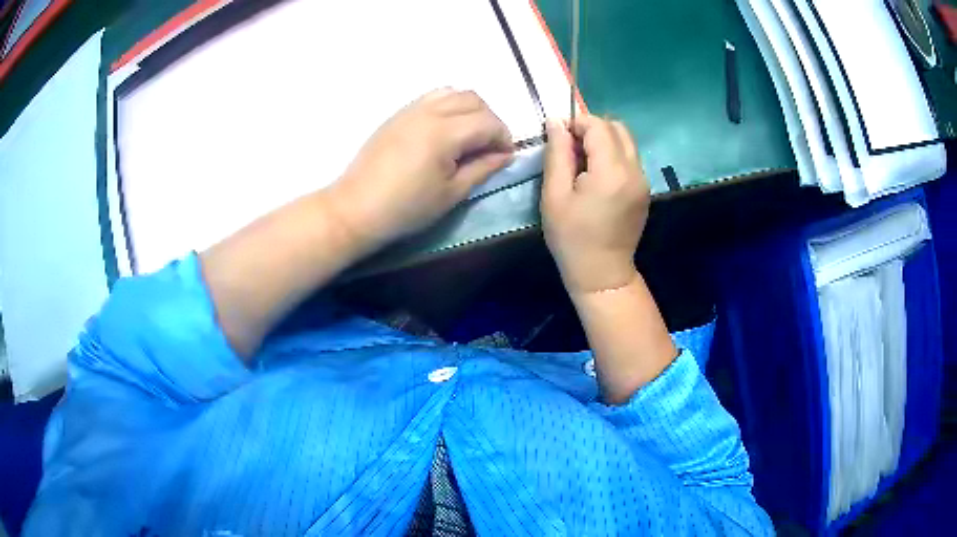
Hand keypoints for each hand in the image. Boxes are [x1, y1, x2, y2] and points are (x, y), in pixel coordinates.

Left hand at [326, 88, 513, 249]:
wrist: (356, 208)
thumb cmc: (406, 208)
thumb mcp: (451, 193)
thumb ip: (483, 168)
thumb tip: (505, 155)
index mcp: (444, 133)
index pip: (488, 122)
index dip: (504, 138)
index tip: (504, 157)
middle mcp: (429, 111)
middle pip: (474, 99)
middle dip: (490, 120)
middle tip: (488, 147)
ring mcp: (411, 109)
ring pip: (454, 92)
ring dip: (470, 109)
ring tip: (468, 136)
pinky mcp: (398, 114)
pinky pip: (433, 97)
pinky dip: (449, 105)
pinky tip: (446, 130)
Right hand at [541, 115, 649, 295]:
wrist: (602, 274)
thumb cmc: (572, 238)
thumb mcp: (555, 195)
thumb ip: (557, 154)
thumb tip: (556, 122)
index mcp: (612, 171)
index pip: (598, 126)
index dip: (576, 123)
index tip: (560, 138)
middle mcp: (634, 170)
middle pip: (617, 127)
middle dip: (592, 129)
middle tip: (571, 149)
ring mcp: (643, 180)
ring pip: (626, 141)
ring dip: (603, 141)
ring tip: (583, 163)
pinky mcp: (644, 190)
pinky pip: (630, 158)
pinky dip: (613, 155)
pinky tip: (597, 177)